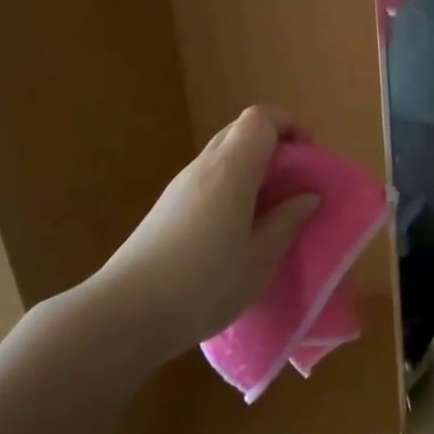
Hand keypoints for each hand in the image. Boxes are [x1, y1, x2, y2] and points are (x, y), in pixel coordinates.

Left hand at [88, 106, 319, 360]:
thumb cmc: (202, 285)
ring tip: (270, 207)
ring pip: (222, 154)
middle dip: (273, 144)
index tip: (309, 157)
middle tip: (294, 181)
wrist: (124, 315)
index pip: (261, 118)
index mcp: (231, 169)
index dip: (289, 125)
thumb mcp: (259, 260)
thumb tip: (308, 196)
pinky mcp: (166, 208)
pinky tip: (236, 228)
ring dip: (251, 167)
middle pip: (240, 130)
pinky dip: (230, 186)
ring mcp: (180, 186)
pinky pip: (207, 178)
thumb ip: (286, 222)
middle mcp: (204, 166)